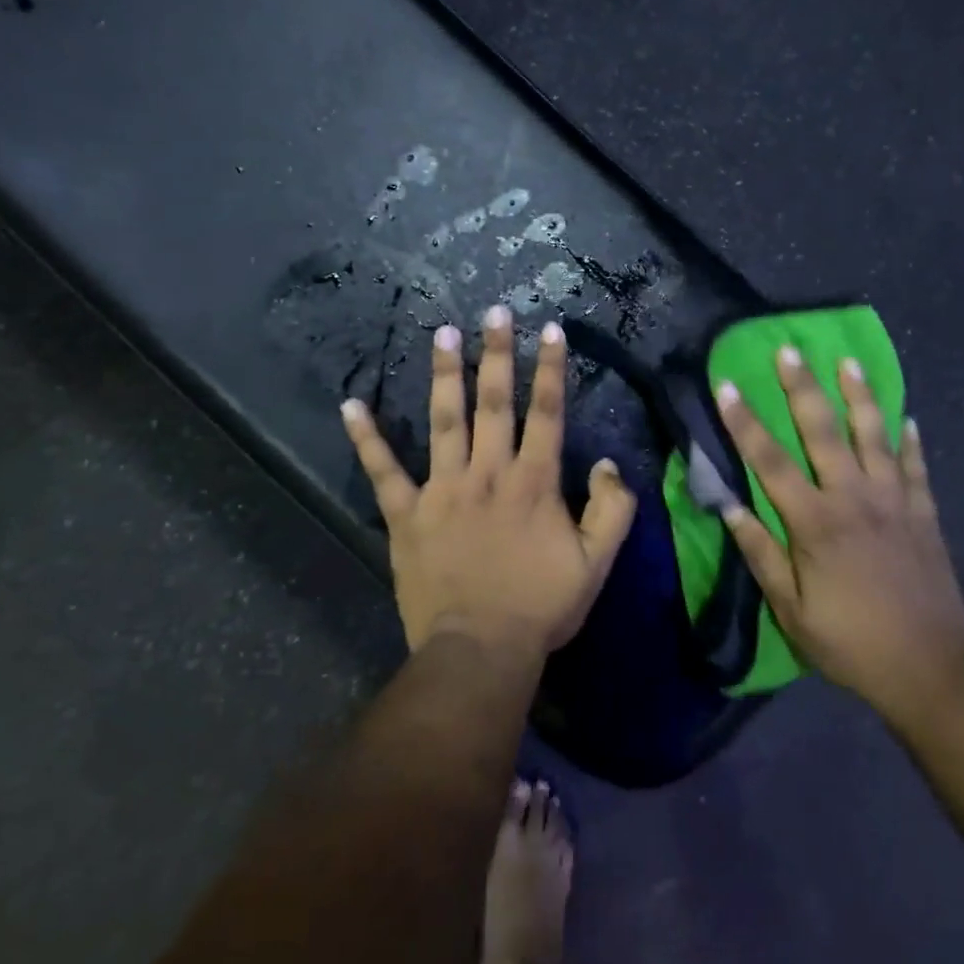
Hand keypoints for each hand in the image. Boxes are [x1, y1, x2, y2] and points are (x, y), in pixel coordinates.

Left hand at [341, 306, 637, 657]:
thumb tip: (605, 464)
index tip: (549, 330)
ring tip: (441, 333)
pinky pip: (383, 471)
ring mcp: (443, 490)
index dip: (550, 369)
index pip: (546, 413)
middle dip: (496, 354)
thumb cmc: (540, 607)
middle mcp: (488, 473)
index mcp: (533, 482)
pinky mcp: (407, 514)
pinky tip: (351, 405)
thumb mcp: (597, 563)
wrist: (480, 650)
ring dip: (443, 376)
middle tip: (493, 312)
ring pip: (444, 421)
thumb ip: (612, 509)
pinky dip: (366, 439)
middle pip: (495, 403)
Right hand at [715, 347, 963, 713]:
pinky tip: (907, 417)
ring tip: (850, 362)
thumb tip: (727, 505)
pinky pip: (916, 466)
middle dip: (802, 387)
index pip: (769, 460)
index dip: (744, 421)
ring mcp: (894, 501)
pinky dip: (910, 440)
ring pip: (874, 435)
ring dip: (860, 395)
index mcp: (814, 522)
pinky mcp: (923, 513)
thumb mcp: (790, 609)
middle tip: (789, 349)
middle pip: (824, 430)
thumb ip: (759, 553)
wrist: (932, 669)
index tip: (726, 385)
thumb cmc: (850, 643)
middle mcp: (853, 498)